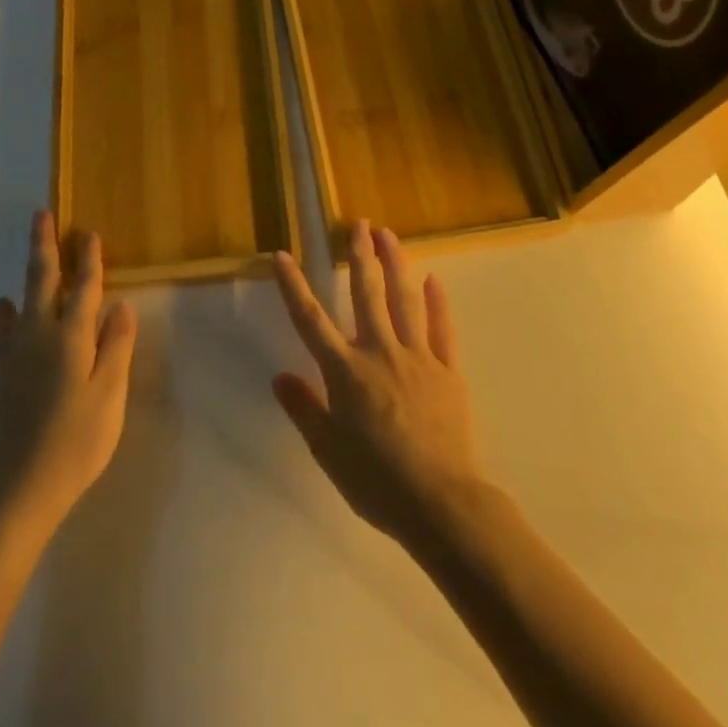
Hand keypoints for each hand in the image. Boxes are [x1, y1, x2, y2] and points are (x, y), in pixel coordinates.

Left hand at [0, 213, 137, 529]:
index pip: (84, 288)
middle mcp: (40, 334)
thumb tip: (120, 304)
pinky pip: (4, 330)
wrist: (25, 483)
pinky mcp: (5, 372)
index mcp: (72, 337)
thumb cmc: (79, 438)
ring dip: (30, 269)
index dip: (89, 260)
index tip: (90, 233)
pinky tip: (3, 303)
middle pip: (43, 280)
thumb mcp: (110, 393)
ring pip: (24, 298)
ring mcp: (17, 352)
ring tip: (33, 247)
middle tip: (42, 214)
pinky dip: (5, 312)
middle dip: (45, 246)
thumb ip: (116, 345)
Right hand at [271, 220, 487, 550]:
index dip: (294, 286)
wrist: (441, 502)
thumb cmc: (376, 481)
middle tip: (359, 224)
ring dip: (396, 264)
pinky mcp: (448, 371)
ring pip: (404, 300)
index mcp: (345, 372)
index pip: (311, 320)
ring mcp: (418, 358)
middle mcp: (380, 352)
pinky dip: (438, 302)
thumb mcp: (328, 451)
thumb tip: (279, 376)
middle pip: (366, 294)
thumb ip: (304, 409)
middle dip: (360, 256)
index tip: (282, 255)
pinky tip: (434, 279)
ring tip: (390, 235)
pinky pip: (442, 328)